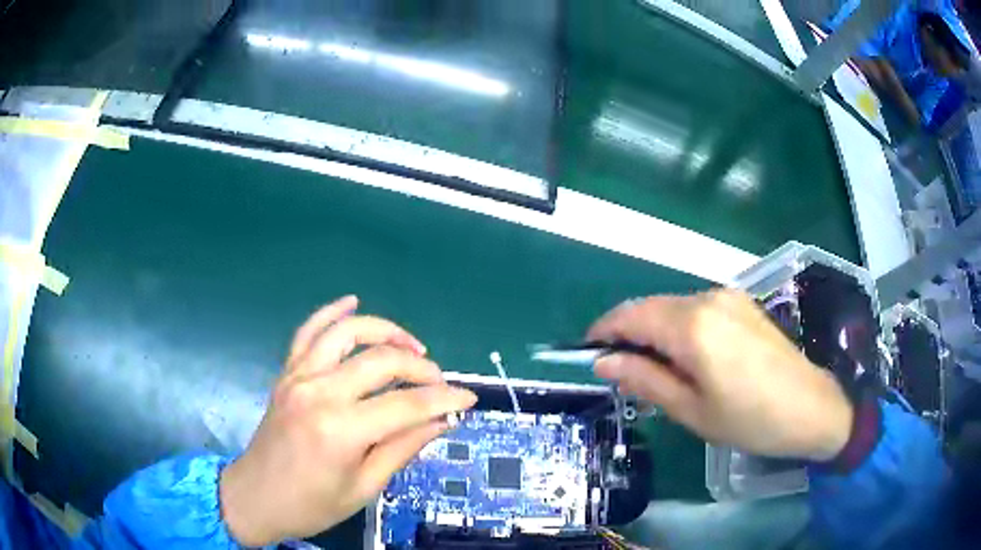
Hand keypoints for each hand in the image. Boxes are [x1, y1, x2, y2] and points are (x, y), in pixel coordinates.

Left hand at [219, 296, 476, 545]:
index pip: (406, 405)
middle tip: (440, 382)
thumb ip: (403, 448)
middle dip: (421, 367)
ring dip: (384, 331)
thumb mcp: (364, 487)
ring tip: (411, 345)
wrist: (255, 497)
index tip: (468, 399)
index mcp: (340, 430)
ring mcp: (298, 377)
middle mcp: (319, 393)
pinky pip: (308, 331)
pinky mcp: (286, 373)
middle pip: (381, 361)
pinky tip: (351, 301)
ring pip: (346, 333)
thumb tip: (443, 421)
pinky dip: (331, 313)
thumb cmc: (311, 504)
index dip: (444, 399)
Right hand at [588, 289, 852, 460]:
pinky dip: (679, 327)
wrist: (812, 407)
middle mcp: (707, 298)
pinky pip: (697, 309)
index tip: (588, 353)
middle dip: (628, 333)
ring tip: (654, 368)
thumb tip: (604, 362)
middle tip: (620, 370)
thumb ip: (645, 379)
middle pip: (651, 307)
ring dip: (655, 331)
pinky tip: (688, 357)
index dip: (603, 331)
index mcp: (692, 325)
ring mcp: (728, 297)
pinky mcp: (743, 303)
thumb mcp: (691, 410)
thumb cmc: (749, 419)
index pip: (630, 315)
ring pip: (674, 307)